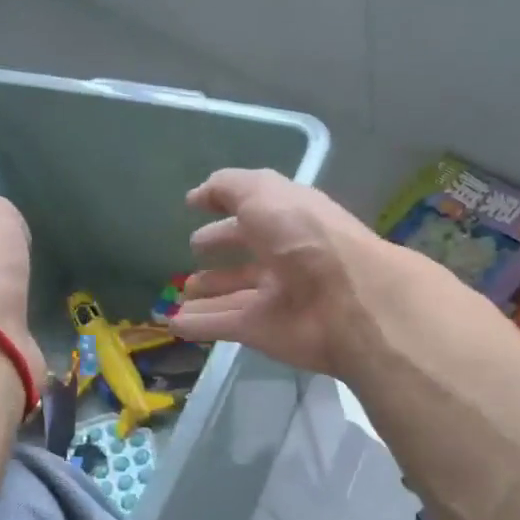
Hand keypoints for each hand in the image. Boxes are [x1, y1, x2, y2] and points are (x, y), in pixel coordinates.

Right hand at [175, 169, 396, 377]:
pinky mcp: (262, 331)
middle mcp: (284, 258)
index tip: (194, 206)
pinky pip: (223, 325)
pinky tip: (173, 323)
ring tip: (180, 295)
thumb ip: (228, 188)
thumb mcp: (264, 193)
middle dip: (220, 253)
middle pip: (247, 256)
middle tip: (193, 252)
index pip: (254, 212)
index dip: (226, 207)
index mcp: (289, 221)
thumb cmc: (306, 237)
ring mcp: (274, 298)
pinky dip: (199, 325)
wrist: (346, 301)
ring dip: (208, 294)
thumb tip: (197, 195)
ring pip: (233, 295)